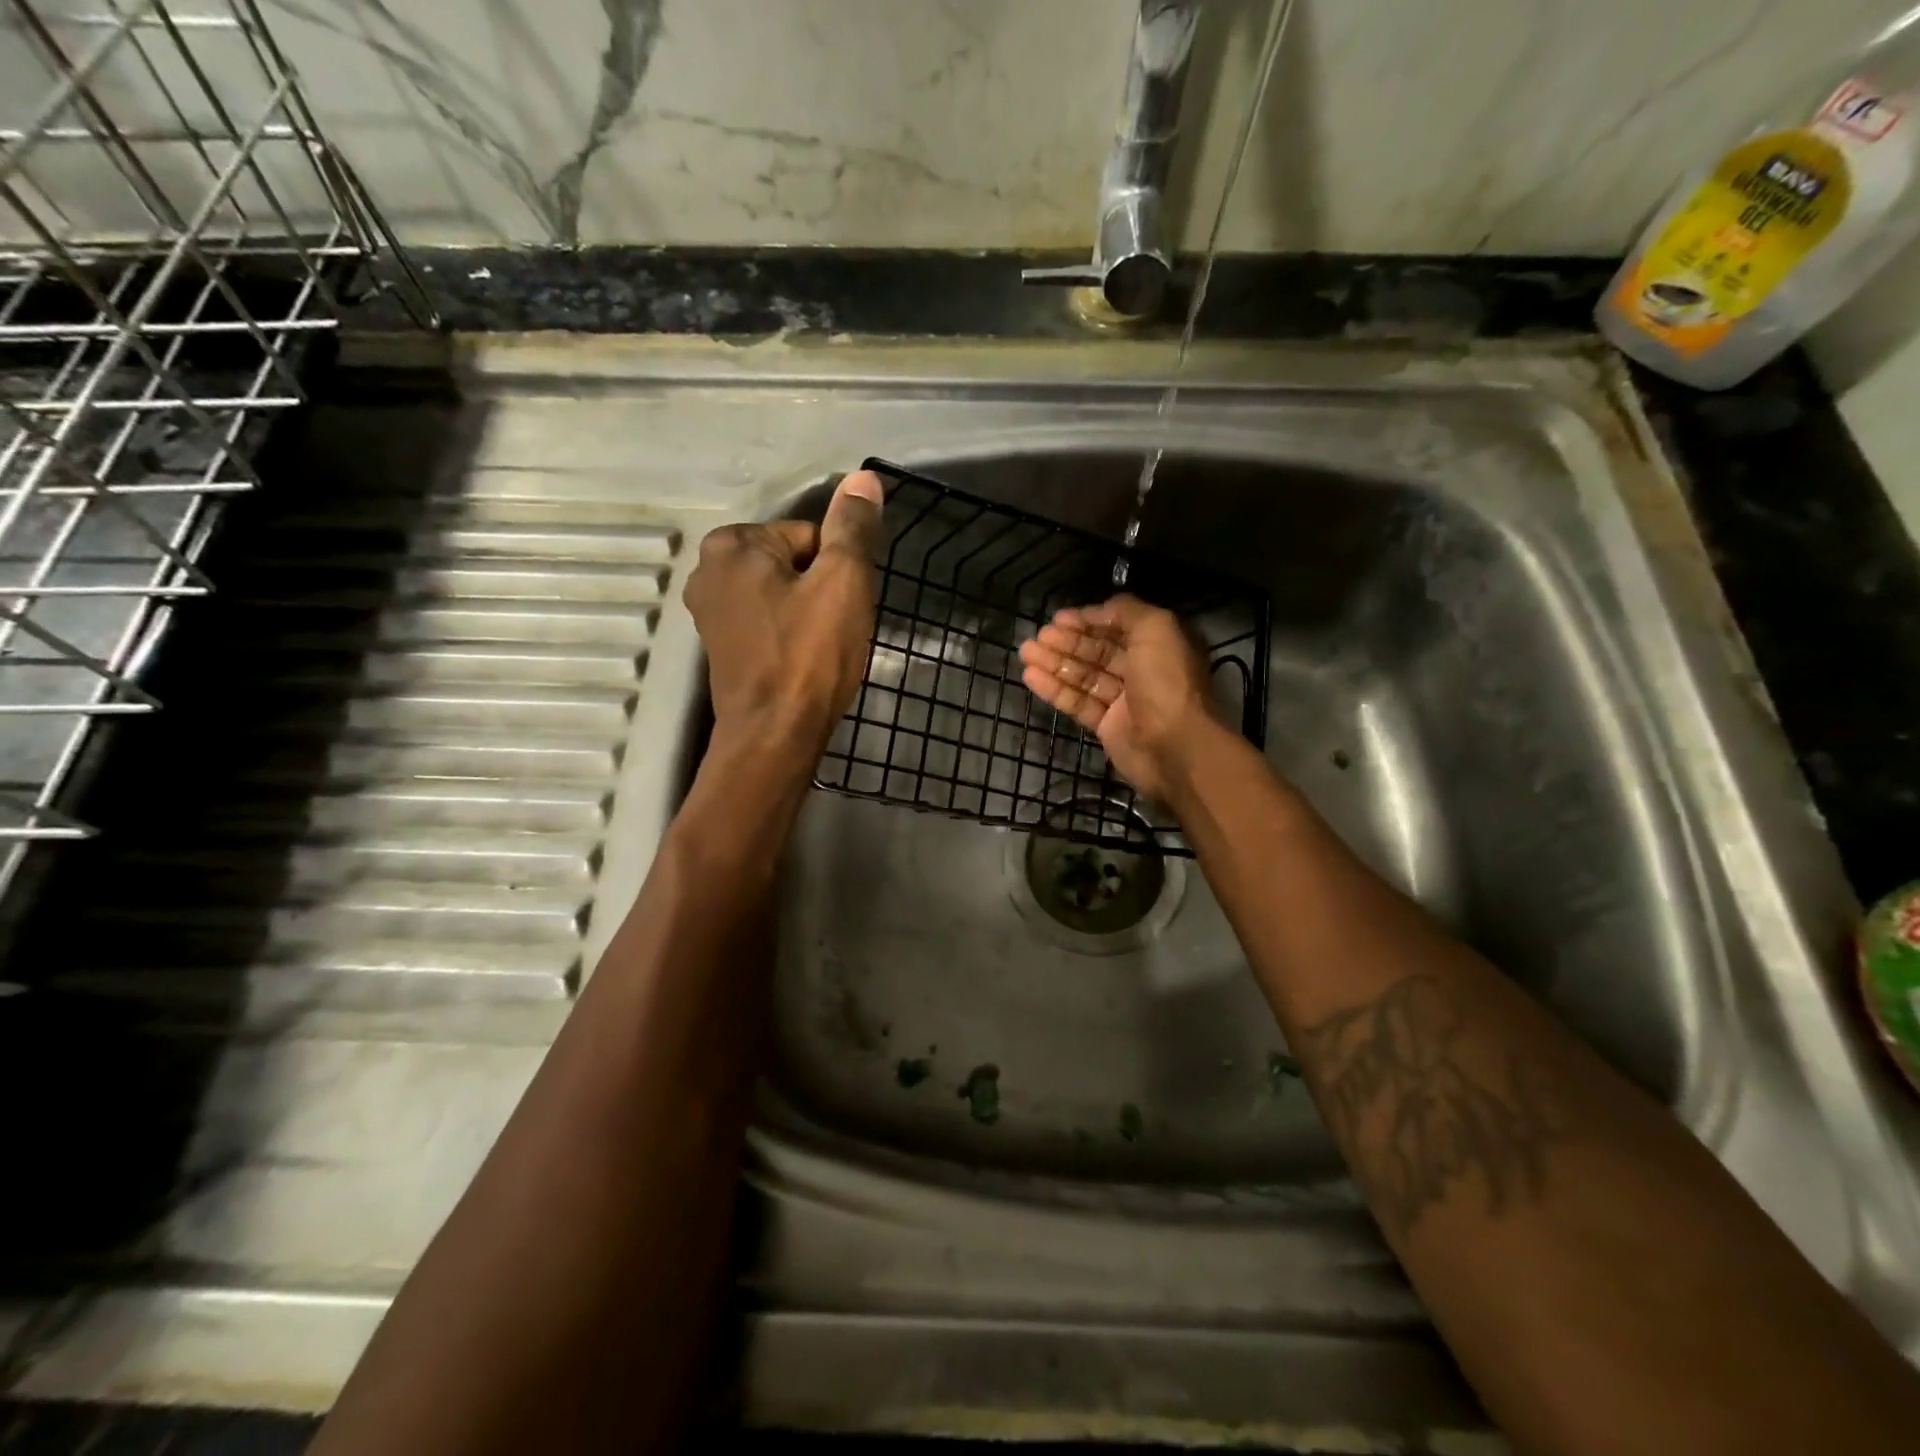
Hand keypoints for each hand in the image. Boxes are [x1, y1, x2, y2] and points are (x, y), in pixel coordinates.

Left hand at [684, 470, 883, 761]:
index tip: (841, 607)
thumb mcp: (843, 581)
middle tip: (833, 631)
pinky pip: (769, 623)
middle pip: (793, 563)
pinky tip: (801, 663)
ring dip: (809, 615)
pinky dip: (789, 637)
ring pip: (783, 595)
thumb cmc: (810, 655)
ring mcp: (709, 613)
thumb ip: (852, 527)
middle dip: (821, 591)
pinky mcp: (720, 648)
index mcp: (732, 545)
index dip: (837, 570)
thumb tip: (864, 478)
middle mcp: (708, 571)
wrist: (775, 736)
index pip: (809, 536)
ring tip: (819, 650)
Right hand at [1017, 594, 1219, 801]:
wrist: (1175, 747)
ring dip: (1055, 663)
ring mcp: (1124, 701)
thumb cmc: (1166, 682)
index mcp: (1159, 645)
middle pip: (1098, 651)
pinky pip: (1078, 702)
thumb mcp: (1156, 628)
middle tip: (1037, 637)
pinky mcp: (1108, 727)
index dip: (1089, 620)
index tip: (1059, 618)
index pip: (1118, 627)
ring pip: (1084, 676)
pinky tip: (1031, 677)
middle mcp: (1143, 670)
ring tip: (1025, 653)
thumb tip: (1098, 610)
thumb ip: (1127, 611)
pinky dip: (1055, 689)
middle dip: (1067, 642)